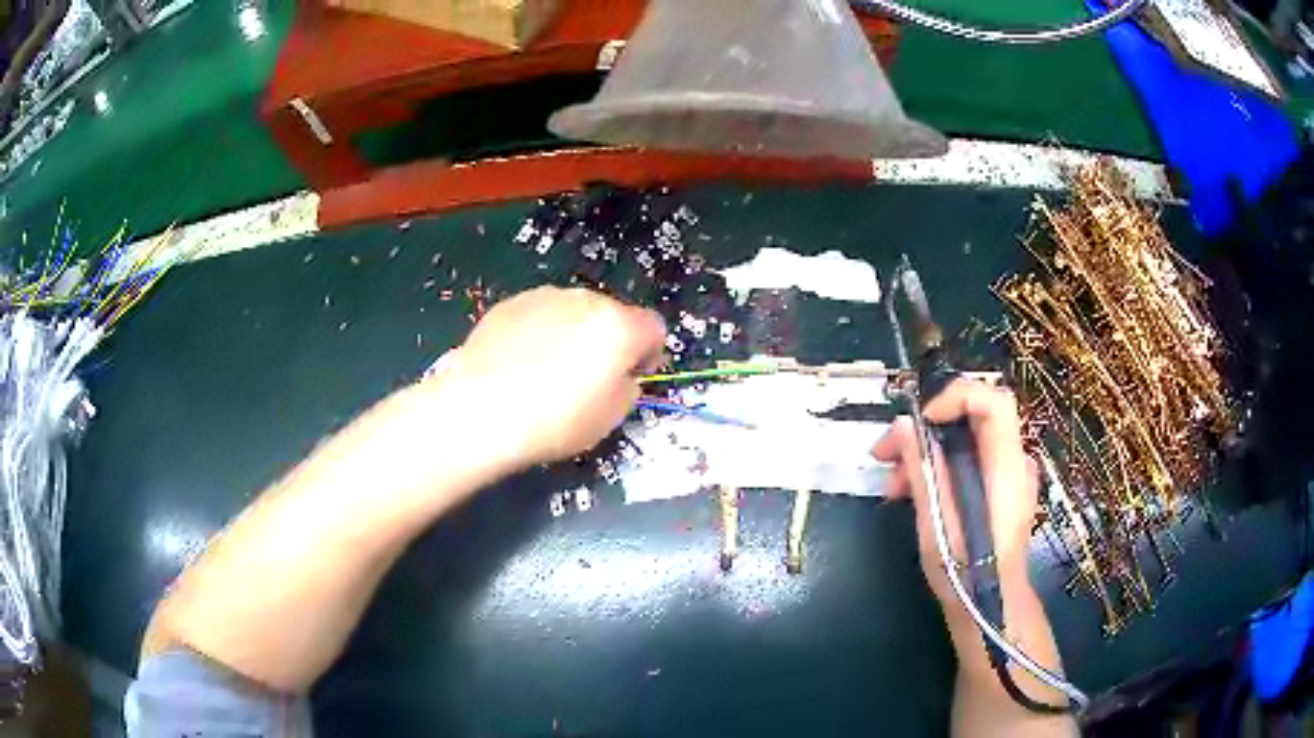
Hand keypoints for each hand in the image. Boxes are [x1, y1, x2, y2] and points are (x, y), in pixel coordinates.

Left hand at [431, 286, 665, 470]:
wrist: (479, 411)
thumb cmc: (553, 420)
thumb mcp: (610, 419)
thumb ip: (628, 388)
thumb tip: (621, 377)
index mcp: (618, 327)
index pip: (653, 328)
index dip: (649, 353)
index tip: (634, 376)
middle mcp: (584, 300)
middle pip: (611, 315)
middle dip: (608, 341)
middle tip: (589, 378)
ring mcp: (543, 297)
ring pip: (573, 312)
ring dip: (572, 334)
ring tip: (548, 372)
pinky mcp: (509, 305)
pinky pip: (538, 316)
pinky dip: (538, 333)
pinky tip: (520, 365)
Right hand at [872, 379, 1038, 608]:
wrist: (989, 607)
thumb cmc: (965, 572)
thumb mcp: (936, 524)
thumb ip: (923, 470)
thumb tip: (904, 427)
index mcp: (1006, 467)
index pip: (993, 402)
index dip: (955, 397)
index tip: (919, 420)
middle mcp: (1014, 463)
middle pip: (972, 419)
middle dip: (925, 428)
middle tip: (885, 452)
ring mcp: (1008, 477)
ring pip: (965, 441)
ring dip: (925, 452)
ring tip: (892, 484)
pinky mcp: (998, 490)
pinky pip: (969, 461)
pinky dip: (940, 467)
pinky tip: (912, 492)